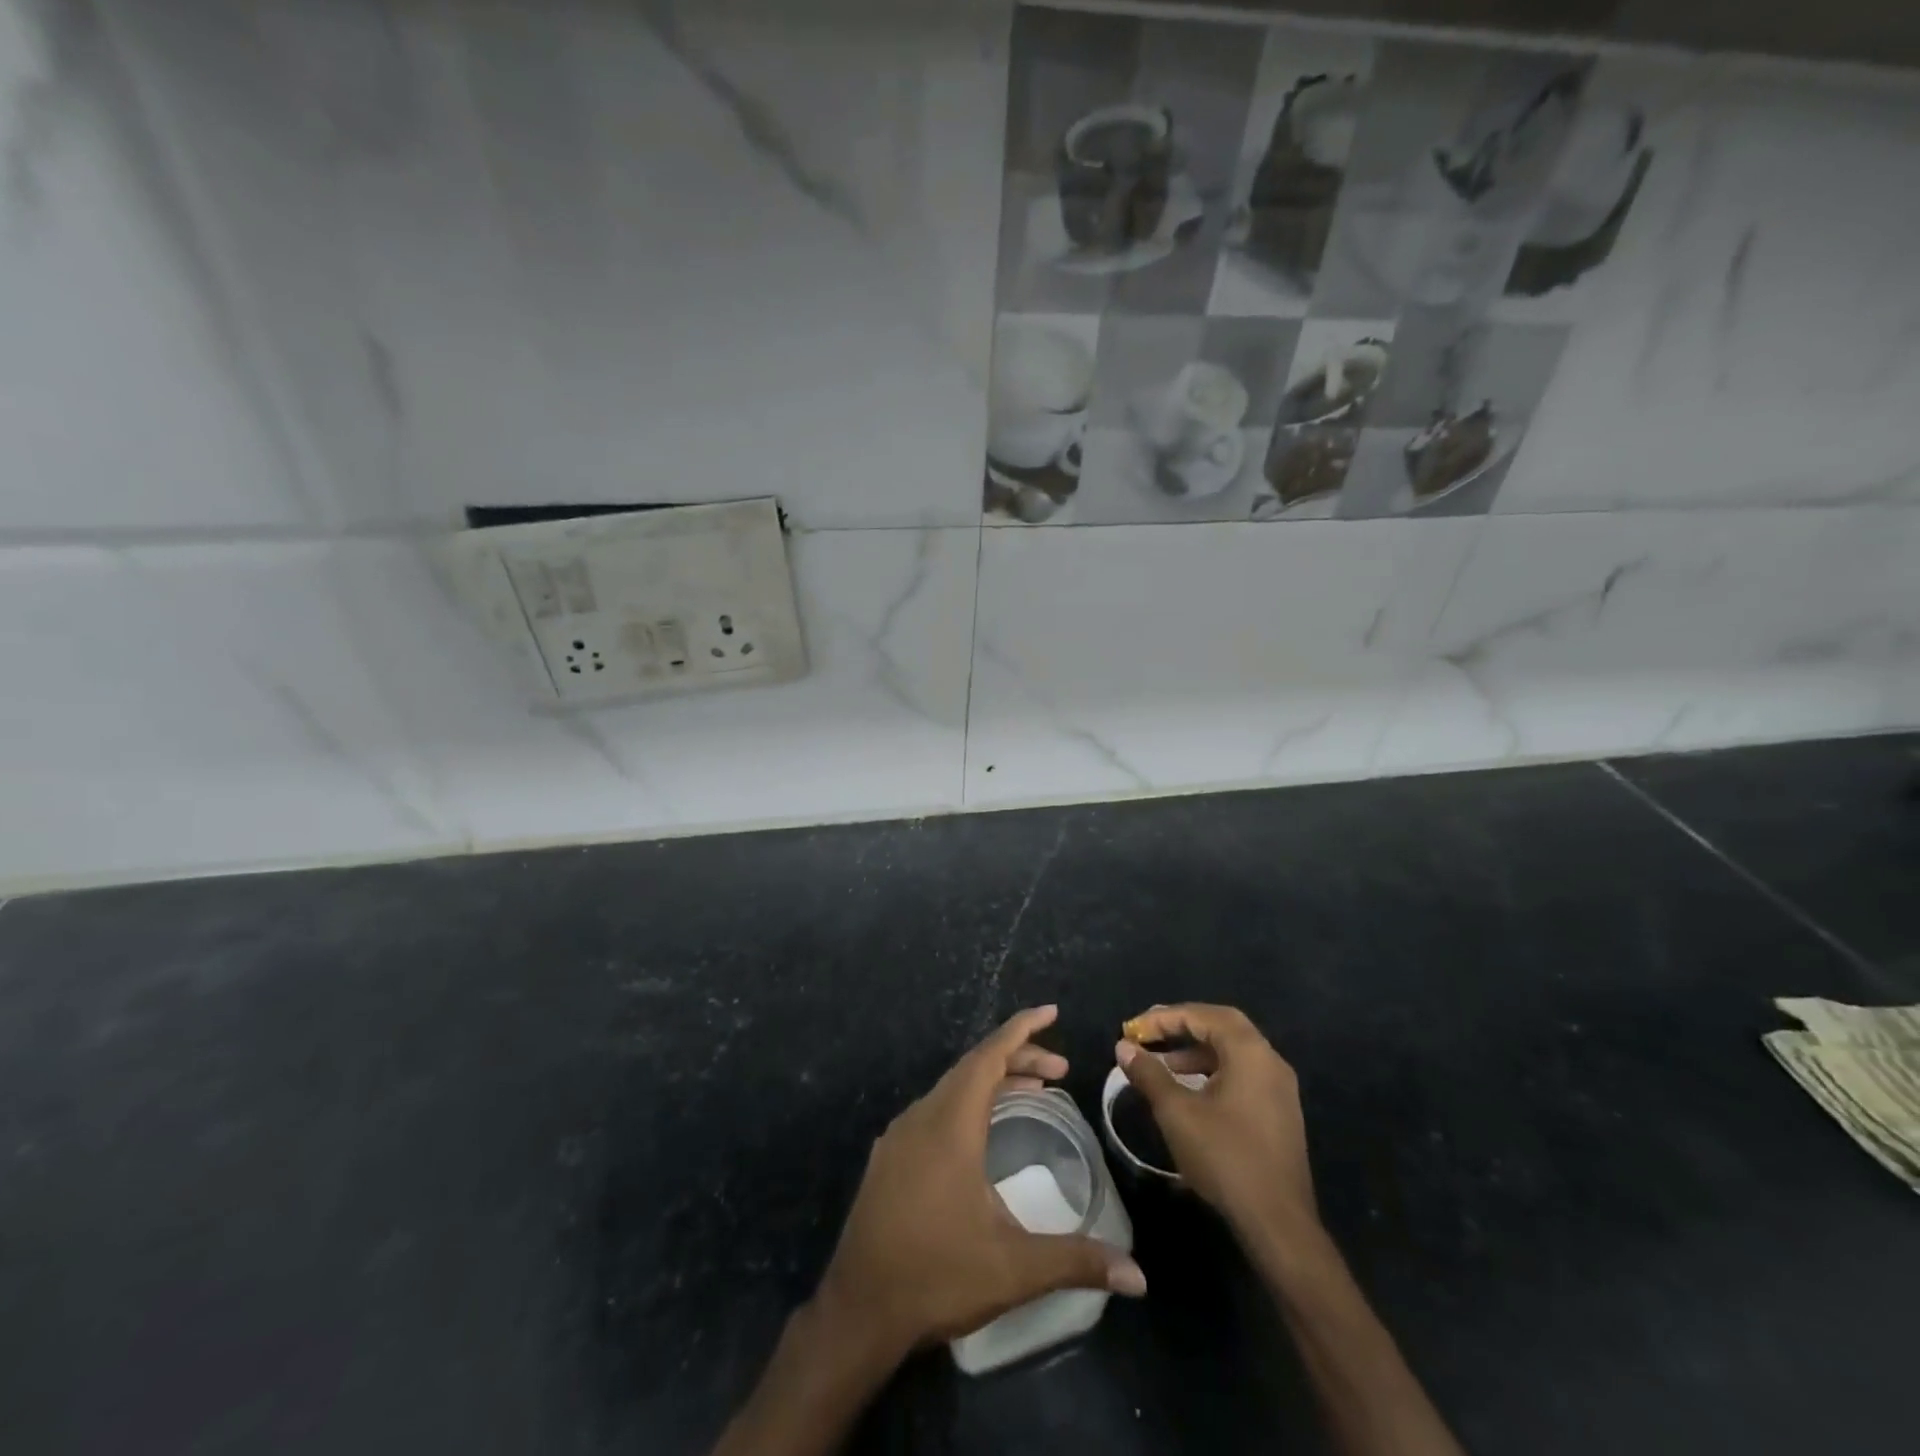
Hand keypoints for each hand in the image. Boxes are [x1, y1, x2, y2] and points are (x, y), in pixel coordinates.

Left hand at [815, 1006, 1146, 1360]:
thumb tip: (1138, 1277)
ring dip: (992, 1082)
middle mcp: (922, 1117)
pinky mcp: (888, 1158)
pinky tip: (982, 1134)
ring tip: (1032, 1092)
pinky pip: (935, 1109)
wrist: (857, 1310)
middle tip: (1060, 1070)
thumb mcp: (1013, 1269)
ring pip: (952, 1088)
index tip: (1051, 1011)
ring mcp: (900, 1136)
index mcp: (950, 1125)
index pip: (989, 1057)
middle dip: (1018, 1058)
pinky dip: (967, 1104)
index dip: (1021, 1029)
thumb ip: (1076, 1261)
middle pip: (973, 1068)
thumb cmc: (936, 1276)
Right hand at [1116, 1003, 1317, 1237]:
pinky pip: (1242, 1074)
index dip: (1165, 1017)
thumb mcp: (1177, 1113)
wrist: (1278, 1223)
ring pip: (1233, 1052)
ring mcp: (1279, 1088)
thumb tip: (1124, 1047)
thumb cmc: (1226, 1158)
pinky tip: (1190, 1092)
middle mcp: (1270, 1061)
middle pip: (1222, 1026)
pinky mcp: (1279, 1112)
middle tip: (1150, 1034)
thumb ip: (1149, 1074)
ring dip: (1196, 1051)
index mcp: (1250, 1053)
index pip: (1203, 1015)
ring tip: (1163, 1066)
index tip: (1134, 1030)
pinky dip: (1213, 1071)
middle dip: (1183, 1026)